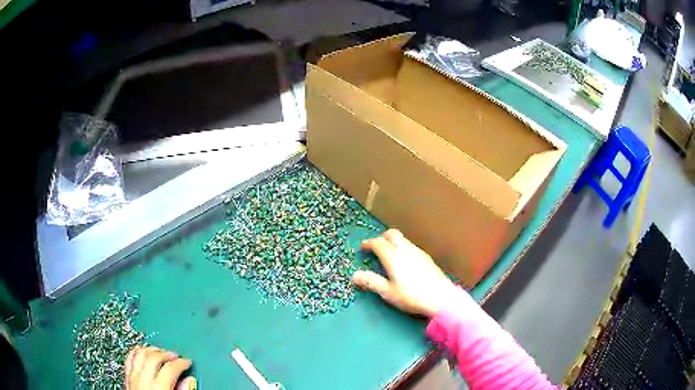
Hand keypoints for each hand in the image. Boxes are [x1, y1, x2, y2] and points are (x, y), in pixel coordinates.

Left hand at [125, 346, 195, 389]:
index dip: (181, 363)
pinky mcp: (126, 378)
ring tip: (159, 351)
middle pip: (154, 357)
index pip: (171, 368)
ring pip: (139, 354)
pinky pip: (129, 358)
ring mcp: (132, 377)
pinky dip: (136, 352)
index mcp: (158, 387)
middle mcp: (143, 379)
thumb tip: (189, 381)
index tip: (186, 362)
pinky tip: (142, 353)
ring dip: (151, 350)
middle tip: (175, 355)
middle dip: (166, 354)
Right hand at [352, 229, 455, 317]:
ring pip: (403, 240)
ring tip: (388, 255)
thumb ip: (371, 282)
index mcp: (393, 256)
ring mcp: (418, 252)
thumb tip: (354, 275)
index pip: (378, 243)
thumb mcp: (388, 292)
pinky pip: (410, 246)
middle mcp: (406, 249)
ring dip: (393, 242)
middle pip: (392, 234)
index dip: (368, 243)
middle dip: (382, 238)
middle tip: (375, 247)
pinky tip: (404, 262)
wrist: (441, 297)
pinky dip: (402, 248)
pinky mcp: (427, 258)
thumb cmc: (411, 295)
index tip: (362, 248)